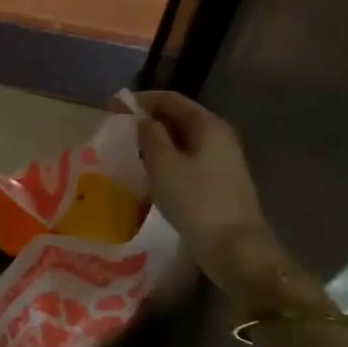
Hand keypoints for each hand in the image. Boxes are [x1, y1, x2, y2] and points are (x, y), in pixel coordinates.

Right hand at [130, 92, 330, 313]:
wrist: (234, 247)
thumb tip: (144, 120)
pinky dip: (169, 159)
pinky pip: (190, 159)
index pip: (171, 99)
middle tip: (119, 129)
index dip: (140, 99)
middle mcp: (220, 136)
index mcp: (208, 124)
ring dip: (158, 141)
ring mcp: (224, 160)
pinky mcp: (221, 182)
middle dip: (149, 120)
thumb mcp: (163, 164)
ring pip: (184, 140)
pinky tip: (153, 172)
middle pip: (180, 117)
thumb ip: (150, 135)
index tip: (112, 107)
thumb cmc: (195, 200)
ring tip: (131, 150)